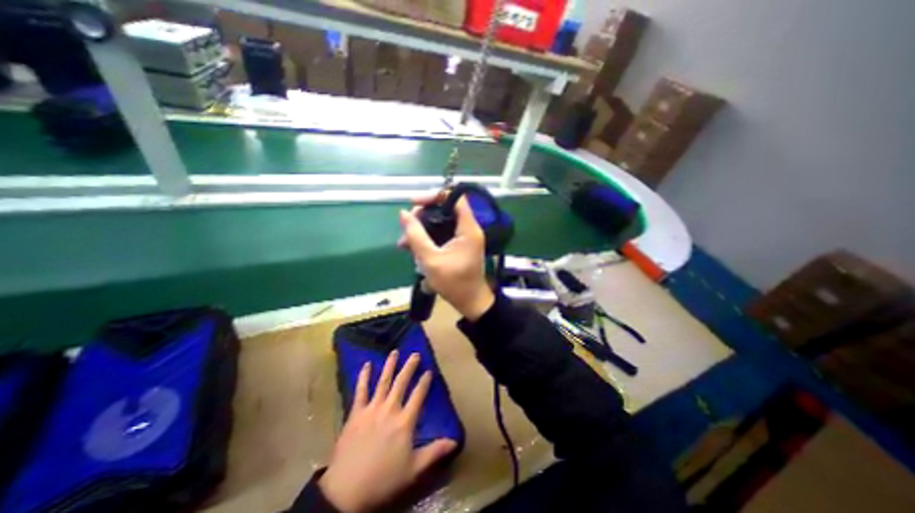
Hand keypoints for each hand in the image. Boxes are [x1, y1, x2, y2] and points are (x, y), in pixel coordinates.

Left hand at [319, 351, 457, 510]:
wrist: (346, 490)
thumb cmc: (384, 479)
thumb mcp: (414, 469)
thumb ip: (435, 452)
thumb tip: (455, 441)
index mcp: (405, 421)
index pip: (418, 395)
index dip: (425, 381)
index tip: (429, 371)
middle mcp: (390, 409)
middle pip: (401, 382)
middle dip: (409, 367)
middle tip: (415, 354)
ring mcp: (372, 408)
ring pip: (383, 381)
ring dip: (389, 365)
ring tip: (394, 352)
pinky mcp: (356, 412)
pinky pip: (360, 390)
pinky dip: (363, 376)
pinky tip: (366, 365)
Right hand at [402, 196, 497, 320]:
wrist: (470, 302)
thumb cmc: (454, 283)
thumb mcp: (431, 260)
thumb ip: (416, 236)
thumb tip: (404, 214)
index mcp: (468, 228)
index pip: (455, 197)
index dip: (434, 195)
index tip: (415, 203)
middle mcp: (468, 228)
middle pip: (445, 209)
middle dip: (423, 215)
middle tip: (407, 227)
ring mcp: (463, 237)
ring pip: (440, 222)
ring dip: (422, 229)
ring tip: (404, 243)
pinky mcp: (458, 245)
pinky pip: (441, 234)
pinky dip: (427, 238)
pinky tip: (412, 248)